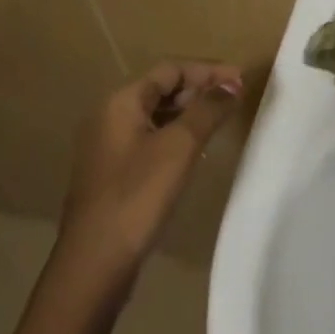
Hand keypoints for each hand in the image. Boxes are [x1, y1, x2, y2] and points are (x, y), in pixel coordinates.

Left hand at [59, 61, 242, 271]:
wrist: (94, 264)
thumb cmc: (137, 196)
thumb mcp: (179, 147)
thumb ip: (207, 110)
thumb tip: (231, 85)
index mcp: (121, 102)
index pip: (170, 69)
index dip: (208, 71)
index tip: (240, 80)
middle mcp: (109, 116)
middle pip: (161, 89)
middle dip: (199, 90)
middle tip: (234, 99)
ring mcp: (108, 146)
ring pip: (156, 115)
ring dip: (189, 113)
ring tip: (220, 121)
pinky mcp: (112, 173)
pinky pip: (149, 139)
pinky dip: (175, 136)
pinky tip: (195, 151)